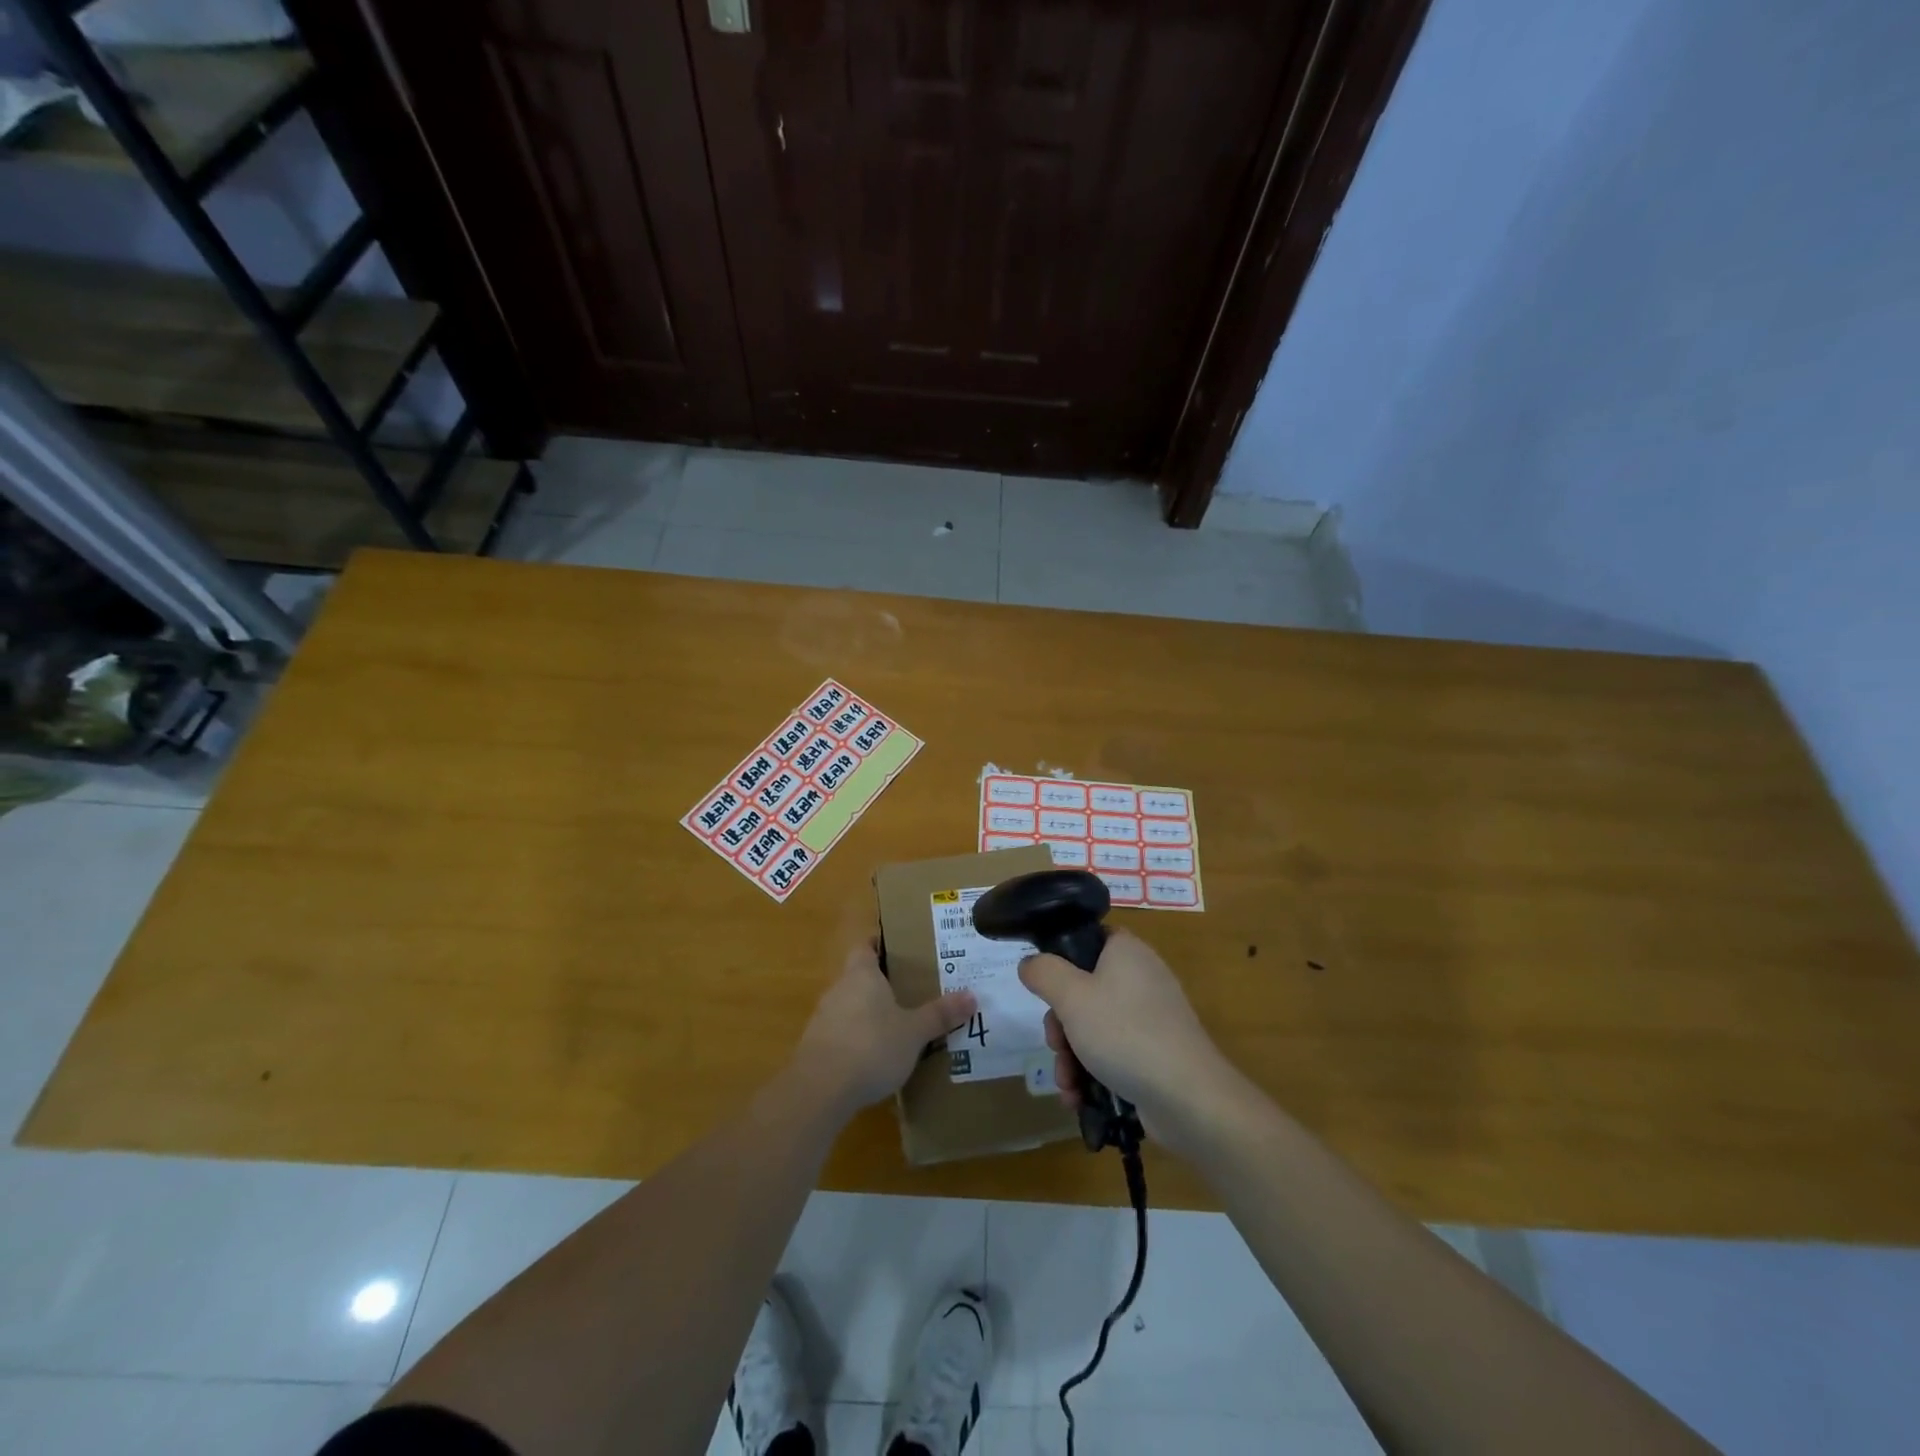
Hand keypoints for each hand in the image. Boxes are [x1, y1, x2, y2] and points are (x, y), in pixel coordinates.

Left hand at [791, 941, 975, 1116]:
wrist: (820, 1090)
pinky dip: (858, 1039)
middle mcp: (839, 989)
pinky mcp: (816, 1047)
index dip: (880, 943)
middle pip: (859, 976)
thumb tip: (972, 995)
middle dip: (882, 982)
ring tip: (898, 1025)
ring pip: (850, 1006)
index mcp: (862, 974)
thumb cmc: (871, 1046)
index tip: (900, 948)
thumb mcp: (914, 1032)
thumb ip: (940, 1014)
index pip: (866, 946)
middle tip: (912, 989)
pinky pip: (842, 1033)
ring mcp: (823, 1019)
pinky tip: (875, 1058)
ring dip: (869, 1013)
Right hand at [1018, 931, 1233, 1146]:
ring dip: (1071, 1056)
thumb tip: (1030, 963)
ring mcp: (1151, 1018)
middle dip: (1060, 1025)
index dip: (1060, 961)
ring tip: (1067, 1084)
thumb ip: (1043, 973)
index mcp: (1126, 951)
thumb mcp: (1071, 997)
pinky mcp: (1155, 1053)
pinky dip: (1093, 1073)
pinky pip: (1113, 1053)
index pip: (1087, 939)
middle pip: (1083, 990)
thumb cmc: (1125, 1034)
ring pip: (1094, 1026)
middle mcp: (1141, 977)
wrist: (1188, 1098)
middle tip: (1055, 1044)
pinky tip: (1079, 1098)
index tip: (1045, 990)